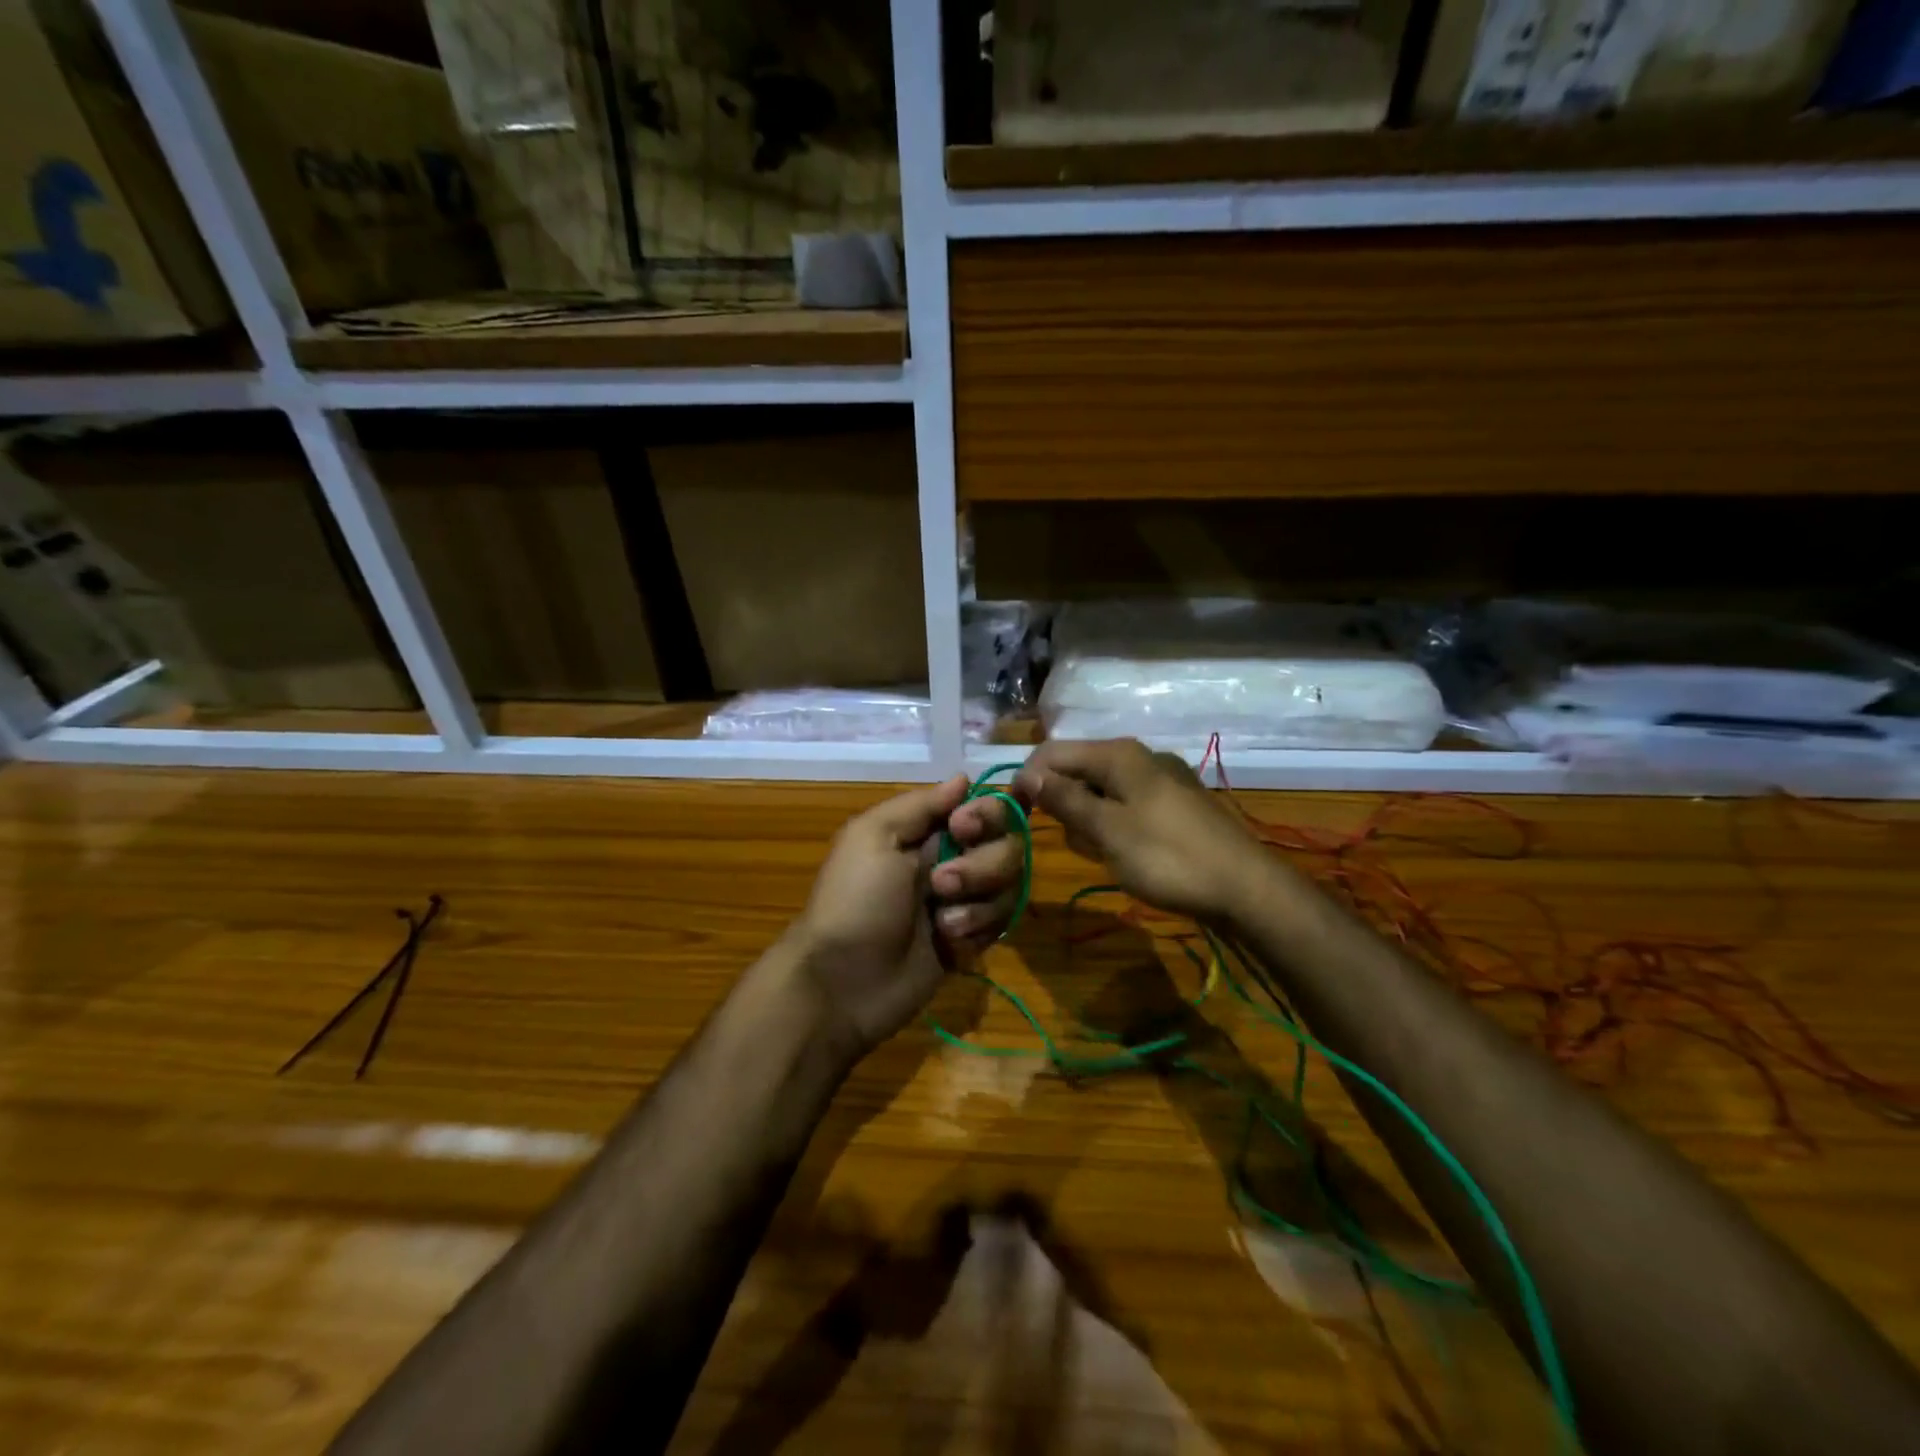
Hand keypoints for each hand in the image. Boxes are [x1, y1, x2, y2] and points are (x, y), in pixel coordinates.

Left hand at [791, 776, 1026, 1059]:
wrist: (842, 982)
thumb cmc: (853, 901)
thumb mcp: (873, 837)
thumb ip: (920, 805)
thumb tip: (964, 778)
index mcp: (926, 831)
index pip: (983, 808)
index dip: (986, 815)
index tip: (962, 829)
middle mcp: (952, 859)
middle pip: (1007, 845)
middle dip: (982, 865)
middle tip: (940, 885)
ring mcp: (964, 902)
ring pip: (1008, 885)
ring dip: (978, 902)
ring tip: (943, 923)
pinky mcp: (972, 940)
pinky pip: (1001, 923)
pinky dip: (978, 930)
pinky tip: (949, 945)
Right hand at [1014, 739, 1267, 923]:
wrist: (1246, 889)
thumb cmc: (1168, 858)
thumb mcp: (1108, 830)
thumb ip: (1065, 799)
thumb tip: (1028, 773)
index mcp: (1119, 755)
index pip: (1053, 752)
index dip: (1028, 779)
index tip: (1015, 816)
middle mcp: (1139, 757)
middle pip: (1078, 769)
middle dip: (1063, 803)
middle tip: (1071, 841)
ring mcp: (1161, 780)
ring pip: (1102, 791)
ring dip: (1088, 819)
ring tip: (1101, 852)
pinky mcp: (1175, 805)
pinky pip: (1126, 806)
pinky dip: (1113, 825)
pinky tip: (1124, 854)